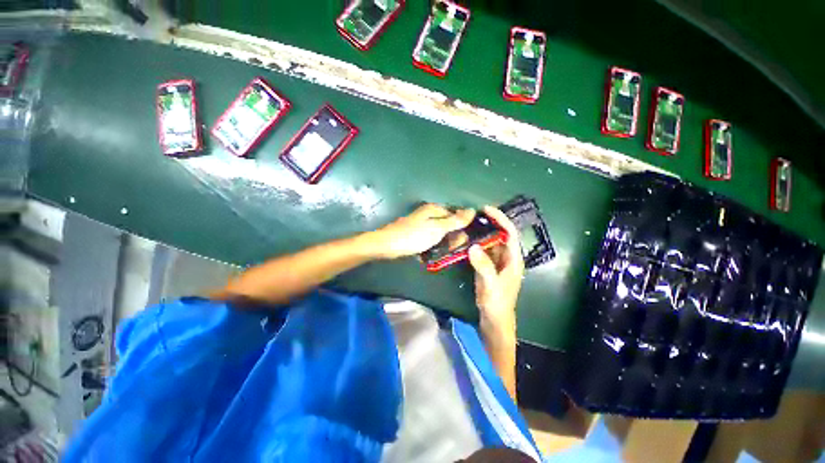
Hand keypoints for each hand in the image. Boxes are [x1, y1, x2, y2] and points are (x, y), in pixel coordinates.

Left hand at [371, 203, 475, 258]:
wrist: (387, 245)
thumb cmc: (414, 235)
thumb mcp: (437, 228)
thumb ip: (455, 220)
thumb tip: (472, 210)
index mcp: (434, 209)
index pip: (455, 215)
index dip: (462, 227)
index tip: (465, 241)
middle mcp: (428, 215)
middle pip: (447, 224)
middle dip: (452, 237)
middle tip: (452, 249)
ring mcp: (421, 225)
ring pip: (438, 233)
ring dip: (443, 243)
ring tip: (443, 253)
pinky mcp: (415, 234)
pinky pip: (429, 239)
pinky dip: (432, 246)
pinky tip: (432, 254)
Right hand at [468, 206, 524, 340]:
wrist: (494, 318)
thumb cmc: (497, 302)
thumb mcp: (490, 284)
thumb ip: (483, 266)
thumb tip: (473, 246)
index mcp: (514, 259)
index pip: (509, 233)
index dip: (500, 219)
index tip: (486, 209)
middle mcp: (507, 257)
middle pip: (501, 234)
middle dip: (490, 222)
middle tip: (474, 214)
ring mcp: (497, 261)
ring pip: (491, 241)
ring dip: (482, 231)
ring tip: (469, 223)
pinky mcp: (489, 265)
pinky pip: (483, 249)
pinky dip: (476, 242)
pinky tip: (467, 239)